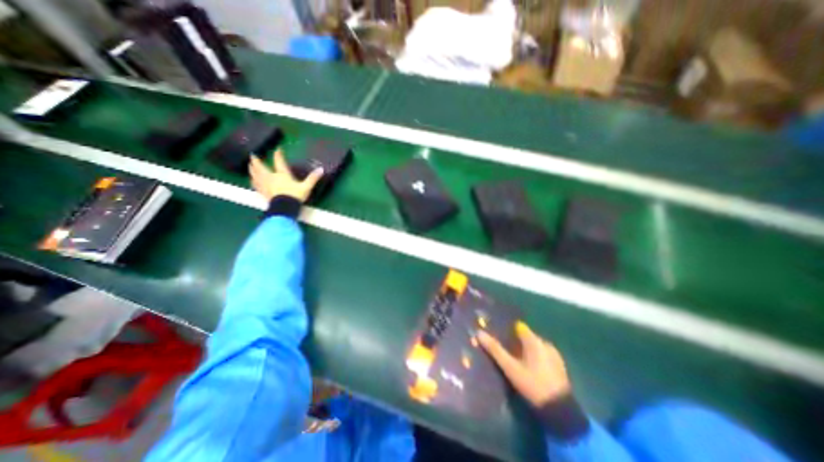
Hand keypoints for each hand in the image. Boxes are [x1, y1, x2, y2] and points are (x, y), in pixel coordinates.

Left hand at [251, 149, 324, 202]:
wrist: (284, 208)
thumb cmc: (295, 196)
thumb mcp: (306, 187)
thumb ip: (313, 178)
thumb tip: (321, 169)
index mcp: (282, 174)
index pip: (279, 161)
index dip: (278, 155)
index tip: (277, 149)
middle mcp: (271, 177)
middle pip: (261, 167)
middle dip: (257, 161)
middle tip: (253, 155)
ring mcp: (265, 185)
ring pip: (256, 175)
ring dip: (252, 169)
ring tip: (249, 166)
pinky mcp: (263, 192)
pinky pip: (255, 185)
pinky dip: (253, 181)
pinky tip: (252, 180)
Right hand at [477, 320, 574, 408]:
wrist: (560, 411)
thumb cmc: (532, 384)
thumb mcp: (510, 368)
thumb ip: (495, 350)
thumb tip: (479, 333)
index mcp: (534, 340)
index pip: (518, 327)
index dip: (508, 331)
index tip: (500, 337)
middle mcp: (545, 342)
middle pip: (527, 336)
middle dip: (516, 341)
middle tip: (507, 352)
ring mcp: (554, 353)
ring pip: (535, 345)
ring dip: (526, 350)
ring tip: (518, 361)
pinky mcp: (560, 365)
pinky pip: (543, 354)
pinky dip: (536, 357)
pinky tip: (532, 369)